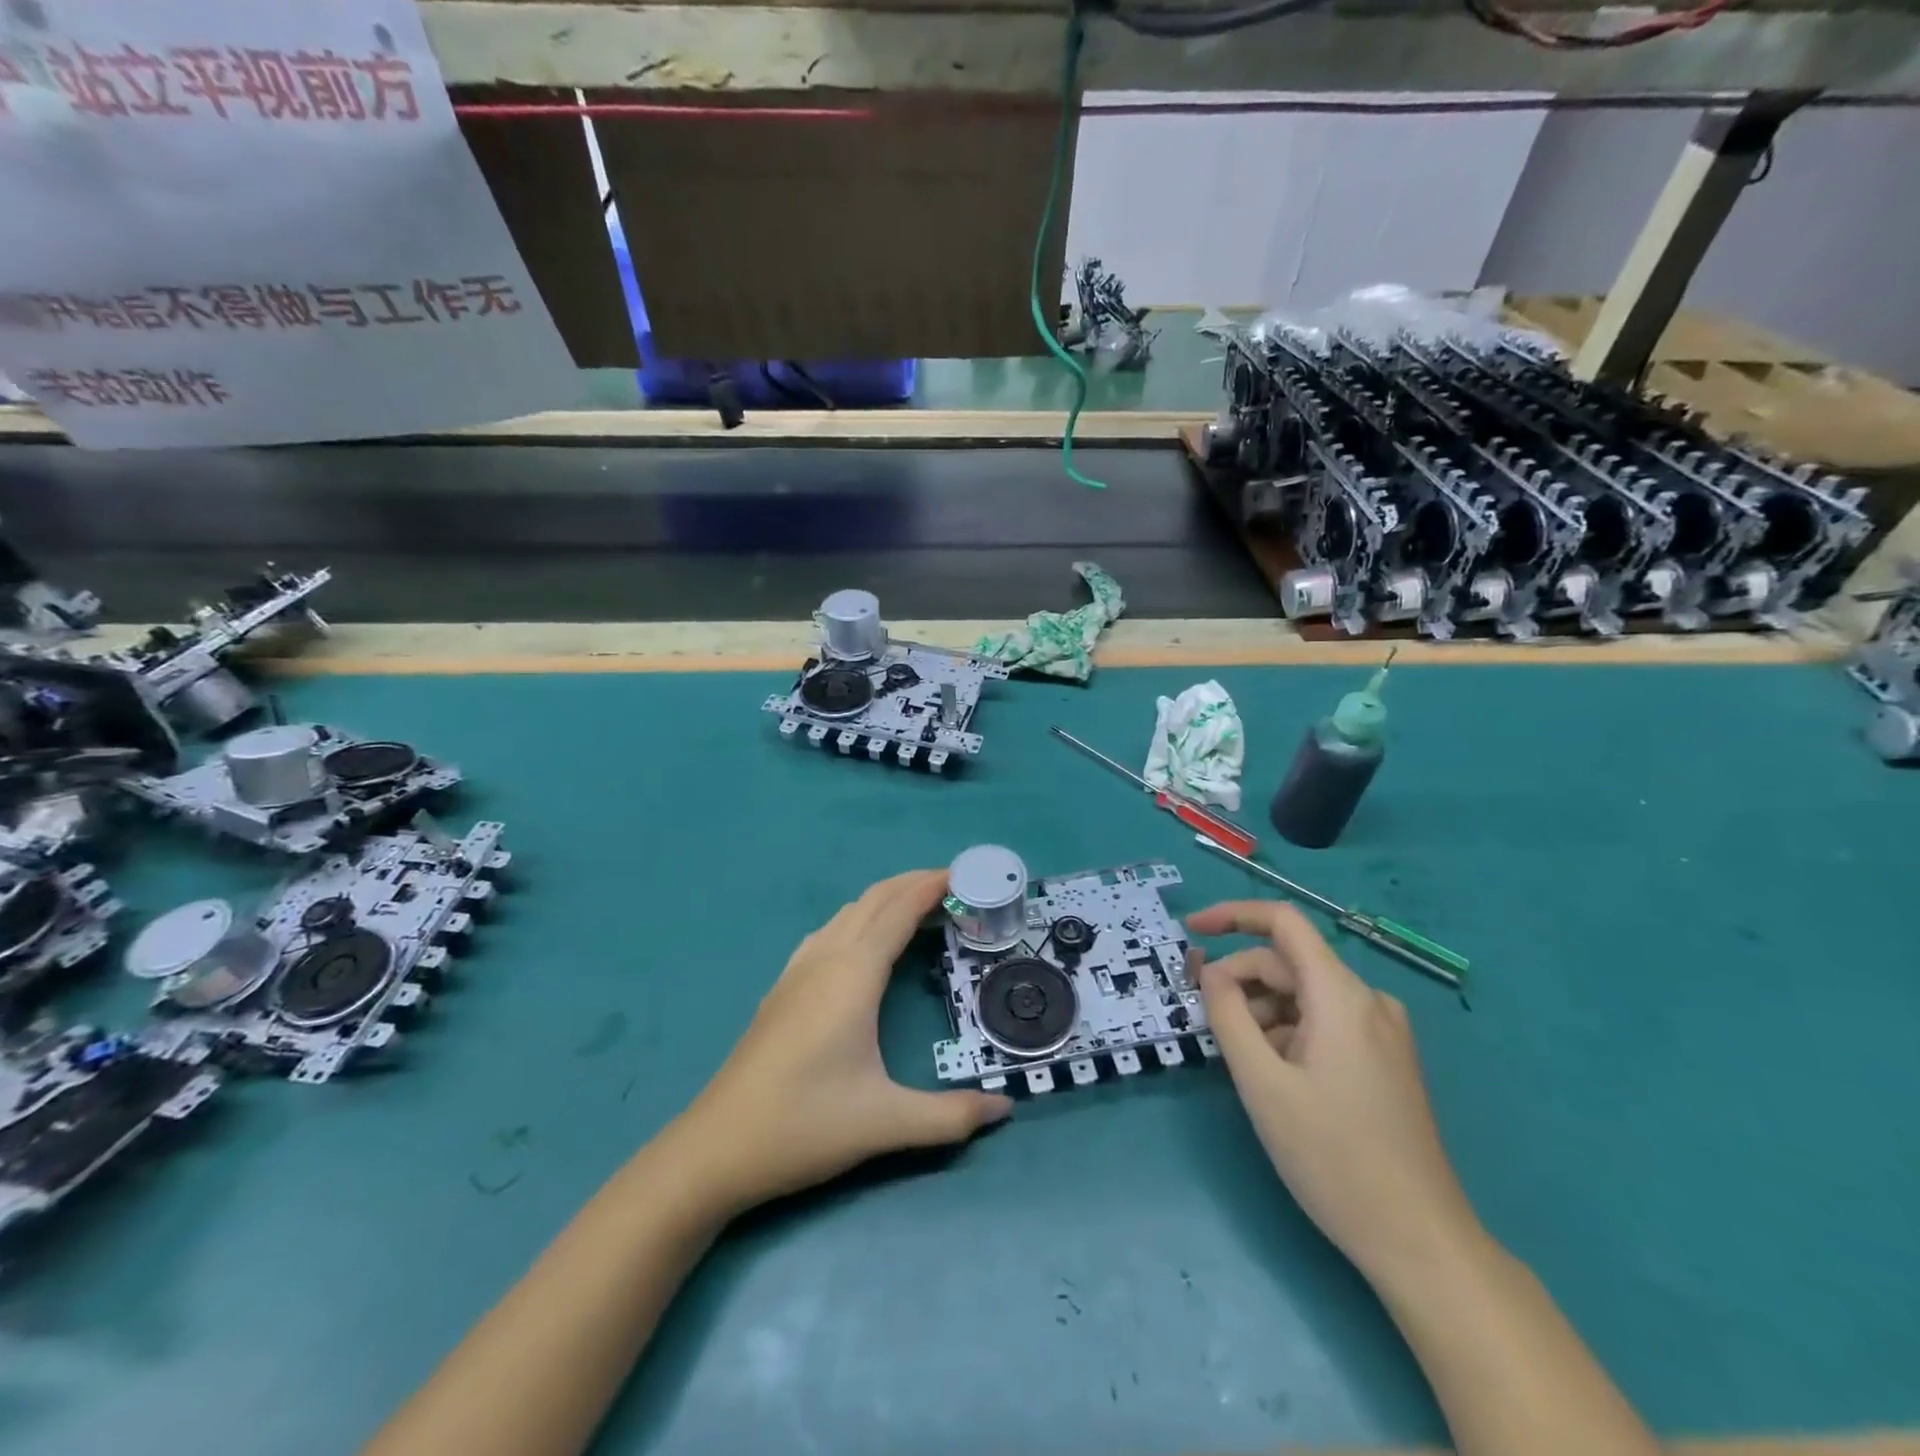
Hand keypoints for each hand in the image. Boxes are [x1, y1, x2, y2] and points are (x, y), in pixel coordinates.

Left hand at [672, 870, 1011, 1216]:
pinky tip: (864, 943)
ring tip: (918, 908)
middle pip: (874, 900)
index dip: (932, 887)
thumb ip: (950, 1116)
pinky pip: (828, 932)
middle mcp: (825, 959)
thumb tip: (1004, 1110)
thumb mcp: (886, 1124)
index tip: (965, 875)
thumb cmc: (804, 1125)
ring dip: (885, 899)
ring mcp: (798, 970)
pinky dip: (859, 919)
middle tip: (954, 886)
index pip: (899, 911)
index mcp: (853, 974)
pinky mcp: (782, 988)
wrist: (716, 1148)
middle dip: (913, 883)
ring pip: (848, 913)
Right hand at [1189, 899, 1484, 1285]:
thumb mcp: (1262, 1083)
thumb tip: (1211, 972)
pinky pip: (1324, 1021)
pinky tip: (1274, 1074)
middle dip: (1240, 980)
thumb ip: (1228, 1016)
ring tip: (1241, 1061)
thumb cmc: (1334, 1158)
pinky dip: (1288, 1032)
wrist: (1420, 1241)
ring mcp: (1382, 1031)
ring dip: (1262, 1012)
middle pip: (1289, 964)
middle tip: (1205, 1021)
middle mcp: (1368, 1000)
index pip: (1283, 921)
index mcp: (1342, 996)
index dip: (1232, 914)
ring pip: (1304, 995)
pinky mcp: (1386, 1058)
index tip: (1191, 930)